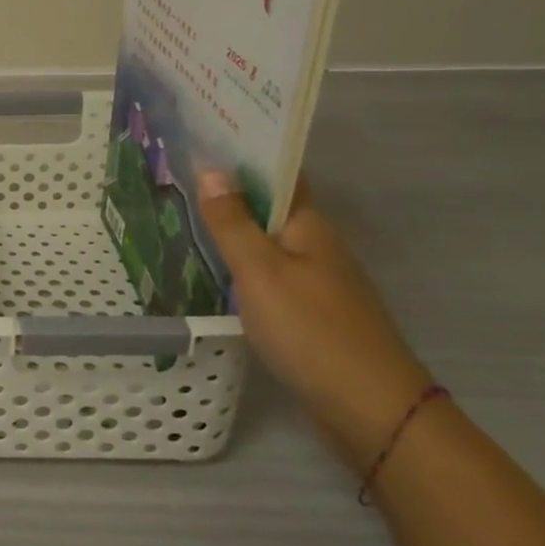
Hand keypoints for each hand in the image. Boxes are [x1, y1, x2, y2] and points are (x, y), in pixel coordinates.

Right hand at [197, 172, 433, 472]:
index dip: (244, 153)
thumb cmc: (311, 330)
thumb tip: (211, 169)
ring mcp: (314, 283)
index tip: (202, 136)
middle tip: (176, 172)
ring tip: (181, 212)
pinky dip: (238, 265)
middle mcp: (315, 247)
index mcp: (309, 227)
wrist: (368, 409)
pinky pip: (266, 275)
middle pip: (270, 208)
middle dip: (229, 189)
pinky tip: (210, 270)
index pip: (278, 175)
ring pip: (266, 243)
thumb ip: (232, 223)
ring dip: (231, 228)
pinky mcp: (307, 315)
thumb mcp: (260, 272)